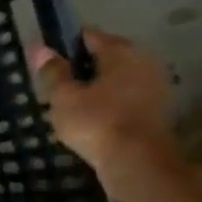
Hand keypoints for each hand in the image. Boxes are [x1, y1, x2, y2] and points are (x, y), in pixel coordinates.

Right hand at [29, 28, 180, 197]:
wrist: (139, 165)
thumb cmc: (97, 123)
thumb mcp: (63, 97)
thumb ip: (53, 71)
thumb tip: (41, 48)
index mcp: (121, 51)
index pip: (88, 36)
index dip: (65, 45)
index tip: (48, 61)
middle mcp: (145, 61)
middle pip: (107, 57)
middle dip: (83, 68)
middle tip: (58, 86)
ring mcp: (157, 87)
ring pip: (118, 80)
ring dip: (98, 88)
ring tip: (72, 105)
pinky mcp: (160, 112)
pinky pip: (128, 99)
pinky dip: (112, 105)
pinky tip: (93, 120)